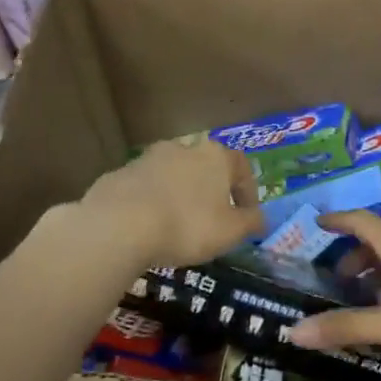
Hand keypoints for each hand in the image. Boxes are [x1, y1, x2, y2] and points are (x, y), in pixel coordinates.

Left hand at [76, 136, 265, 269]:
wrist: (120, 225)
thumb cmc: (187, 225)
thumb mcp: (231, 232)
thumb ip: (251, 223)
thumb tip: (261, 219)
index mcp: (214, 157)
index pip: (242, 167)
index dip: (248, 192)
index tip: (247, 216)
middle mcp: (182, 148)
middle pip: (205, 168)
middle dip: (211, 192)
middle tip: (212, 221)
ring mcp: (147, 159)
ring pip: (173, 177)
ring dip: (179, 196)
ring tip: (178, 226)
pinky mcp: (119, 175)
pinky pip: (144, 190)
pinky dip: (151, 204)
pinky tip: (148, 229)